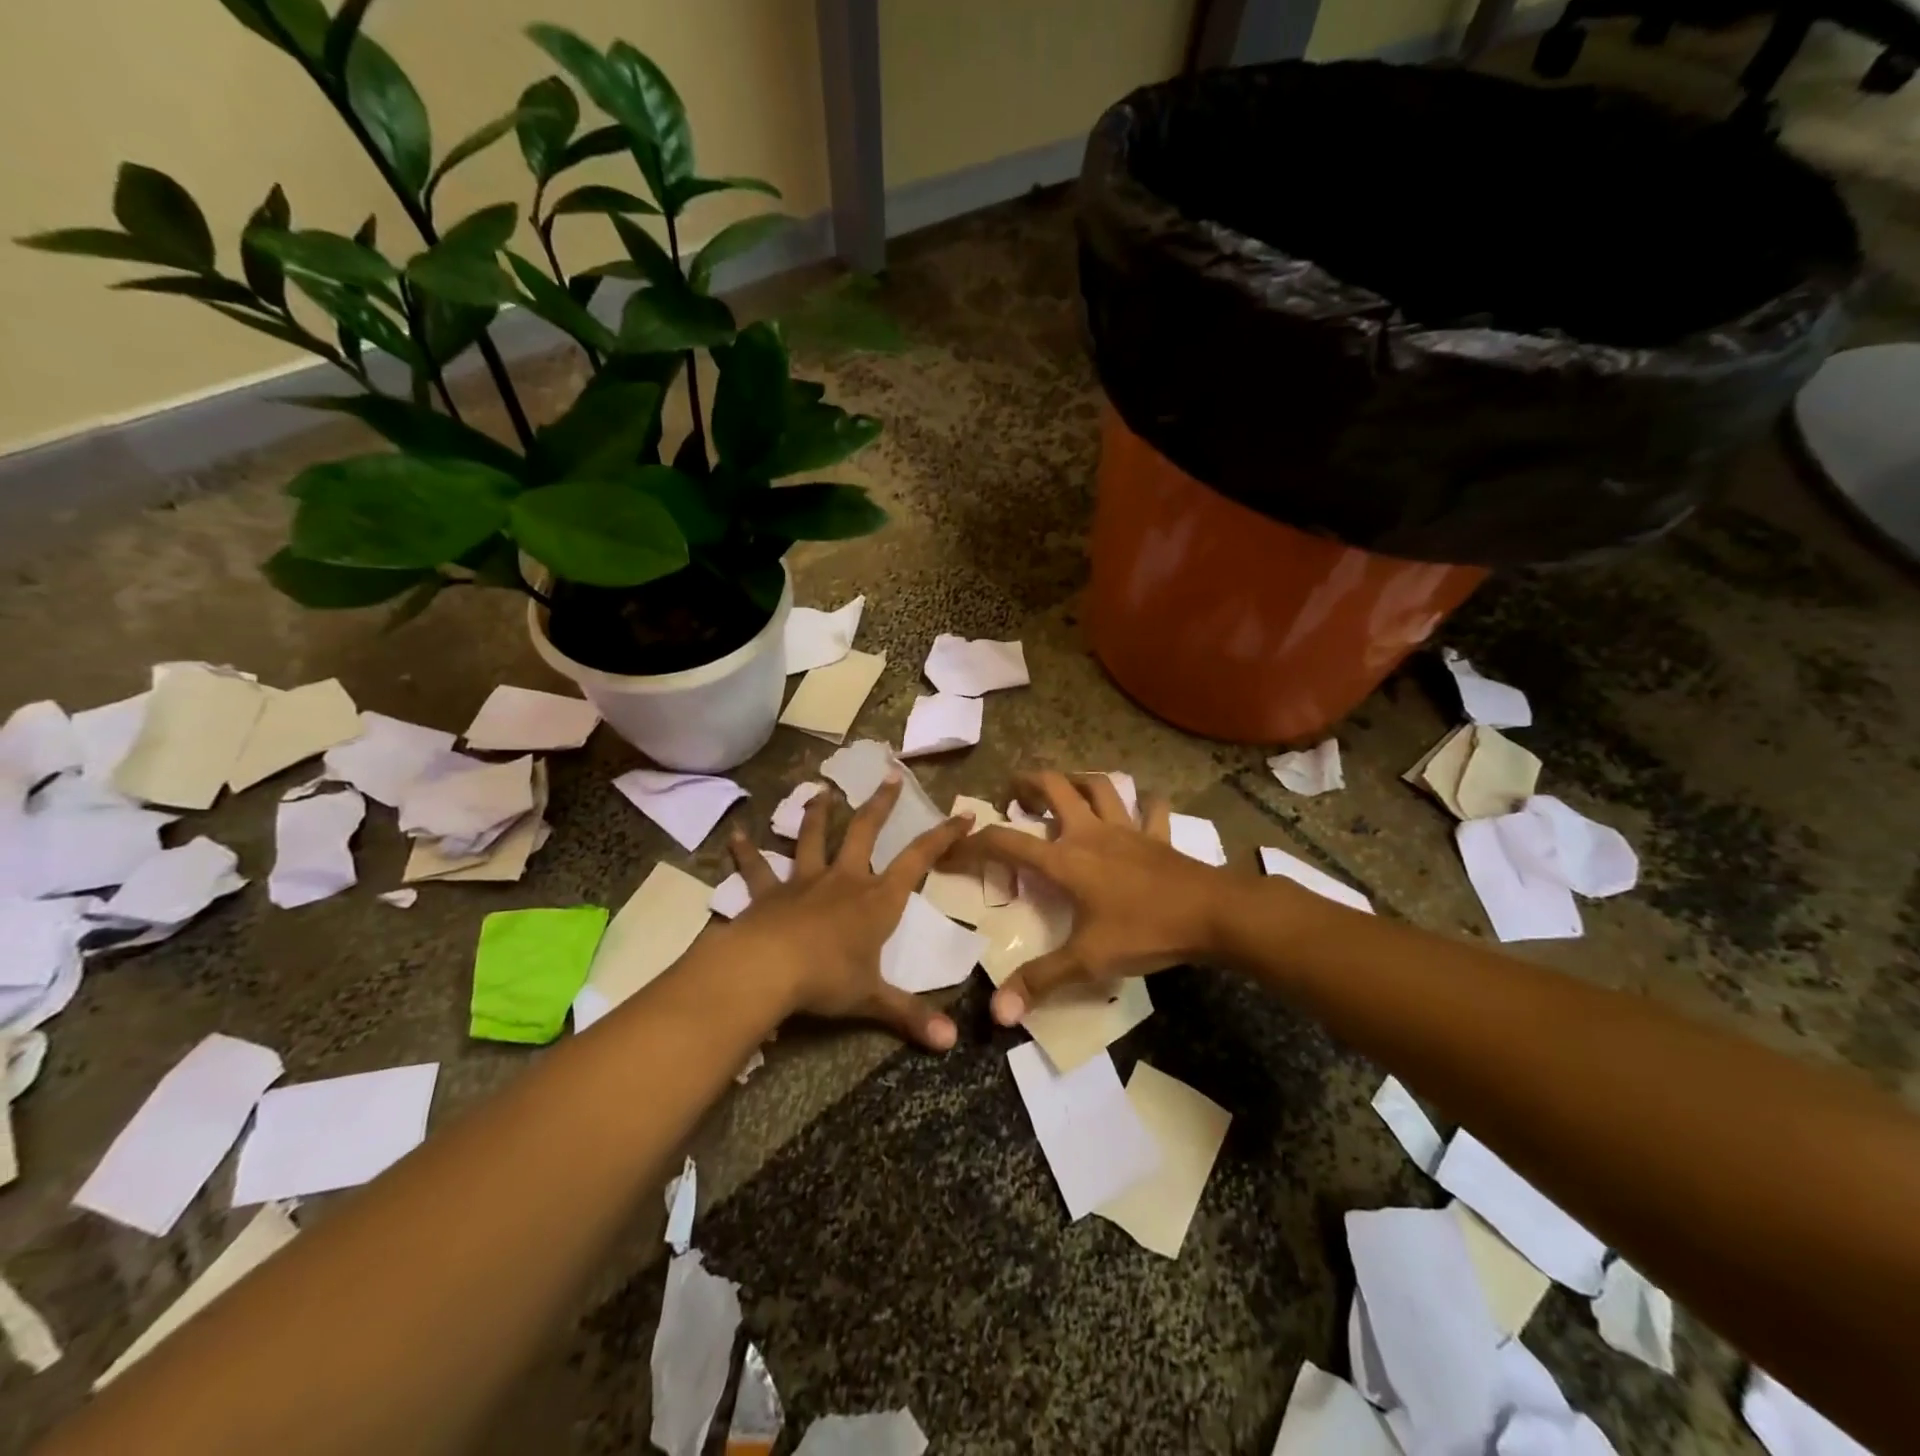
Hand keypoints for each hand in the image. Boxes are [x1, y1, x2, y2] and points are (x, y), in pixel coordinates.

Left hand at [715, 775, 974, 1050]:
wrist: (767, 968)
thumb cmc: (827, 978)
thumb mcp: (872, 998)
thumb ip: (910, 1015)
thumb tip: (951, 1043)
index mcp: (877, 899)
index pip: (919, 860)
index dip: (943, 836)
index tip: (964, 814)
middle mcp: (844, 880)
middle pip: (865, 831)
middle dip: (881, 804)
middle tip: (888, 775)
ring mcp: (804, 882)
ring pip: (813, 838)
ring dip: (817, 813)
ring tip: (821, 790)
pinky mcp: (768, 893)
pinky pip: (756, 868)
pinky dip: (746, 851)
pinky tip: (734, 834)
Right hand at [945, 771, 1232, 1025]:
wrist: (1213, 914)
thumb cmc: (1146, 931)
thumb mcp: (1089, 960)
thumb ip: (1041, 981)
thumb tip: (997, 1013)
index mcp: (1066, 859)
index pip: (1007, 842)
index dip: (974, 842)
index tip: (952, 846)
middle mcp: (1091, 833)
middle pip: (1055, 788)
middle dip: (1028, 783)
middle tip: (1013, 793)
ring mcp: (1128, 829)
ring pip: (1100, 786)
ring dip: (1078, 780)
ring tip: (1065, 786)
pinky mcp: (1158, 836)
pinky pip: (1152, 809)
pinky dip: (1145, 803)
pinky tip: (1143, 806)